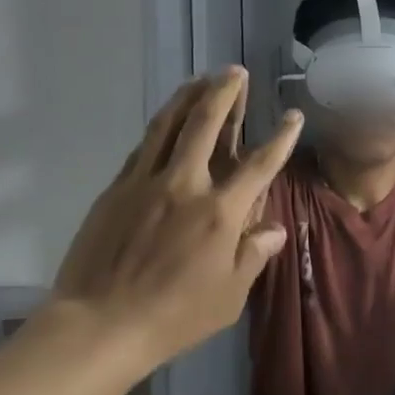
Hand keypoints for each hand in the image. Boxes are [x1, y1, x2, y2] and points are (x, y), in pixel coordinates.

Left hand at [52, 68, 301, 368]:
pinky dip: (160, 127)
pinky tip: (166, 121)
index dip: (281, 138)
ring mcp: (145, 183)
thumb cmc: (174, 316)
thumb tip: (274, 228)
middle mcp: (185, 185)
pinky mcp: (116, 189)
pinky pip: (142, 147)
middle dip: (224, 93)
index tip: (293, 115)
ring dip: (188, 97)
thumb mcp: (229, 296)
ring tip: (201, 78)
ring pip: (168, 125)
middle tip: (234, 71)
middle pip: (206, 124)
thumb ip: (254, 255)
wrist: (100, 324)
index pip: (259, 165)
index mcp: (220, 213)